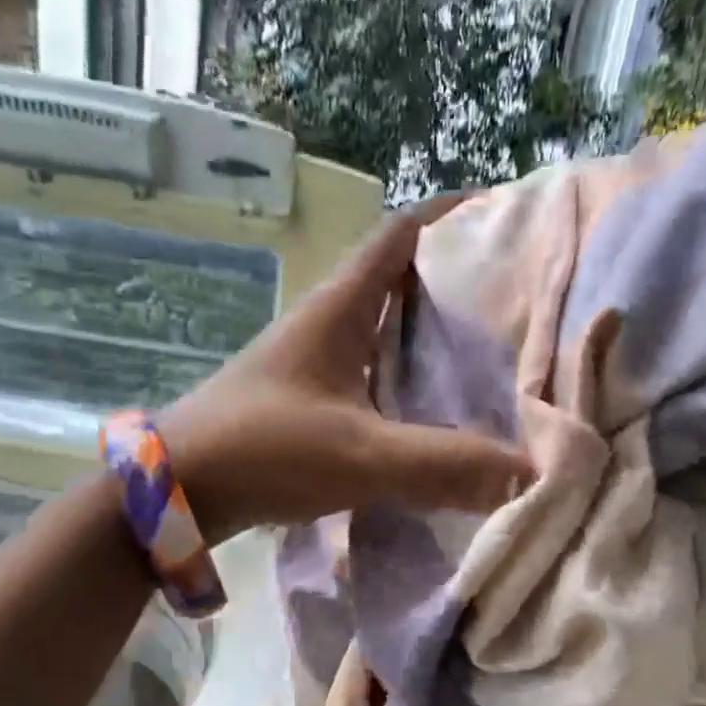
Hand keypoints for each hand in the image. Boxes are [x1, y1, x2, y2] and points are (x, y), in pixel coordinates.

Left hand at [159, 200, 534, 545]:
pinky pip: (370, 370)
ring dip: (429, 331)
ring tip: (489, 350)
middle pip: (398, 277)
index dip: (450, 213)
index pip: (400, 232)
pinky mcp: (306, 397)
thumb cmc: (264, 451)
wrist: (177, 492)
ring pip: (384, 327)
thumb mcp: (361, 455)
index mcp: (339, 307)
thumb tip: (527, 472)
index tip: (502, 215)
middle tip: (516, 295)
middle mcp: (326, 322)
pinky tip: (433, 407)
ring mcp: (313, 360)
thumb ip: (444, 463)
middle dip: (453, 277)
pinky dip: (406, 376)